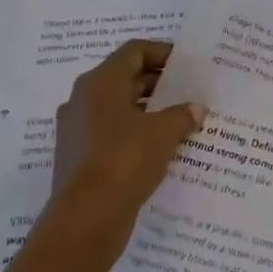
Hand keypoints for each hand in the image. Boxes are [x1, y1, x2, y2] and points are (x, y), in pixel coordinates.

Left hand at [50, 40, 206, 228]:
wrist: (85, 220)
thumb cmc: (124, 160)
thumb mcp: (163, 132)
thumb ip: (183, 114)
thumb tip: (196, 109)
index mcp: (100, 82)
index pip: (134, 51)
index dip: (162, 52)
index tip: (187, 64)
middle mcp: (83, 100)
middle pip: (125, 78)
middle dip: (158, 83)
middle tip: (189, 91)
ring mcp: (77, 130)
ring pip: (118, 108)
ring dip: (148, 111)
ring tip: (180, 120)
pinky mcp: (78, 158)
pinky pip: (111, 134)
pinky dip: (135, 134)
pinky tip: (160, 148)